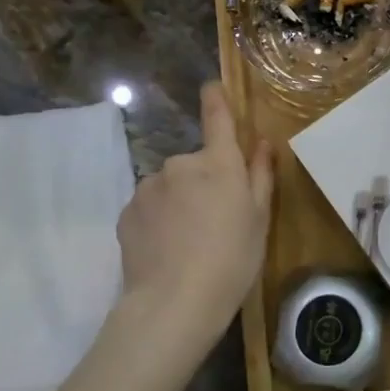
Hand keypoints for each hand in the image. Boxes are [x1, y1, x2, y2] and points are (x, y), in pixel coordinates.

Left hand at [115, 82, 274, 354]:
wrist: (173, 304)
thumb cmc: (232, 260)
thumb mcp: (259, 219)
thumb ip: (260, 175)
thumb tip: (262, 142)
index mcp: (219, 163)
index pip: (217, 117)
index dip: (216, 98)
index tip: (212, 86)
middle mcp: (181, 164)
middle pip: (197, 163)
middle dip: (204, 182)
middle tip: (216, 220)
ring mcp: (149, 186)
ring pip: (171, 186)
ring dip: (180, 201)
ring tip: (189, 241)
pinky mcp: (127, 211)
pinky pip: (150, 206)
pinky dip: (159, 220)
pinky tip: (166, 249)